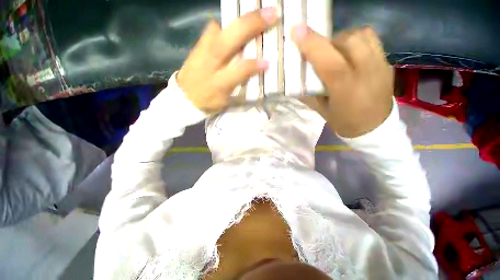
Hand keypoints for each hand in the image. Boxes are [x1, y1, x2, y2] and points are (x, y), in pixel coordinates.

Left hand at [177, 8, 278, 112]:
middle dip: (250, 25)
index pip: (239, 71)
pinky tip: (233, 25)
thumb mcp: (225, 101)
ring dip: (238, 19)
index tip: (268, 62)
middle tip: (271, 14)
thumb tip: (254, 69)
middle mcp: (210, 63)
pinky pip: (212, 29)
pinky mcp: (197, 45)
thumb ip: (238, 85)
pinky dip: (224, 25)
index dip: (253, 66)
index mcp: (219, 82)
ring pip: (220, 29)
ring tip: (257, 13)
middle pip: (228, 40)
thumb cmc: (208, 101)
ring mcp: (201, 50)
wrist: (184, 97)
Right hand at [293, 25, 393, 137]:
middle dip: (327, 41)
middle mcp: (367, 73)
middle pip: (347, 41)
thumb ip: (308, 92)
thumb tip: (295, 77)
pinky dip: (356, 39)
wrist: (375, 128)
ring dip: (342, 38)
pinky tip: (350, 51)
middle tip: (317, 52)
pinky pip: (372, 39)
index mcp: (346, 91)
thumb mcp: (321, 110)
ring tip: (335, 50)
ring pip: (361, 35)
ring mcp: (381, 65)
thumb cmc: (344, 122)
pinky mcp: (387, 62)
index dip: (313, 45)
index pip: (330, 62)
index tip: (297, 31)